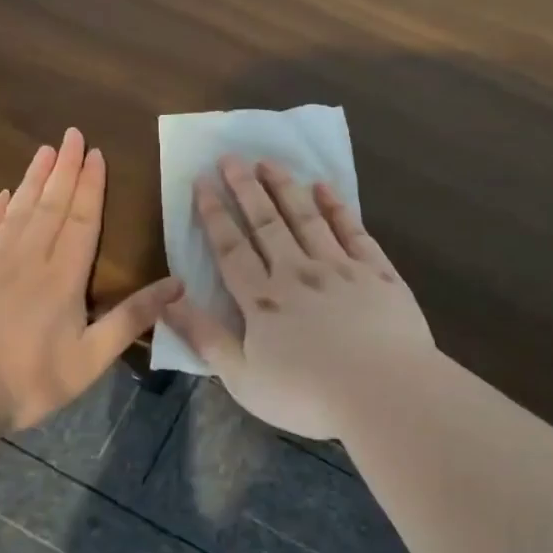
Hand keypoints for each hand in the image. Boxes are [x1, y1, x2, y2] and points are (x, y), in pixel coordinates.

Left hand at [0, 128, 181, 431]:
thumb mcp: (92, 358)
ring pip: (16, 211)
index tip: (94, 153)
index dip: (90, 185)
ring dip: (32, 179)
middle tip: (71, 134)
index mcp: (63, 277)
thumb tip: (178, 284)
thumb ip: (133, 318)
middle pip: (50, 205)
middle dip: (63, 169)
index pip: (81, 220)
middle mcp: (28, 259)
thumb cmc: (28, 379)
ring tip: (42, 150)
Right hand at [162, 156, 435, 438]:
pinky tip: (325, 187)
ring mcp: (340, 268)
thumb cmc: (308, 395)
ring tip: (269, 162)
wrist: (385, 392)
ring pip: (306, 218)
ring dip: (285, 187)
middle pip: (266, 223)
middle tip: (231, 157)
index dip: (214, 213)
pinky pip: (353, 230)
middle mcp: (298, 272)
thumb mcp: (242, 378)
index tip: (203, 181)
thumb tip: (168, 299)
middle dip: (245, 188)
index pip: (231, 248)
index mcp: (263, 300)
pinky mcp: (377, 272)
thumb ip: (205, 336)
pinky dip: (337, 207)